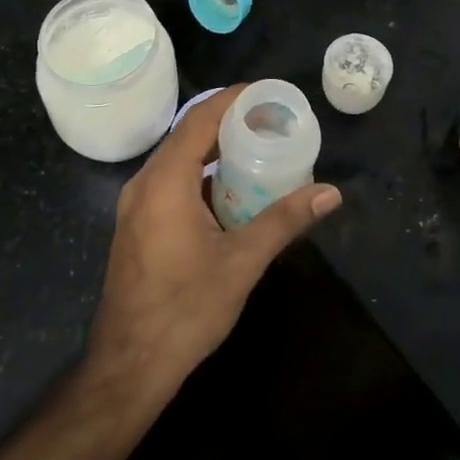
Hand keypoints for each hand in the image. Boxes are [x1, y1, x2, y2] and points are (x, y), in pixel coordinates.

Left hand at [86, 86, 341, 396]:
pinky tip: (230, 191)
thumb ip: (284, 221)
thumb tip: (330, 193)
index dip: (232, 99)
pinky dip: (200, 174)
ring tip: (256, 148)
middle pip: (187, 134)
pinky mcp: (137, 225)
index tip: (266, 92)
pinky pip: (170, 182)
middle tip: (270, 120)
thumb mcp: (242, 262)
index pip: (199, 119)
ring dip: (214, 149)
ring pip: (178, 159)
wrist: (128, 367)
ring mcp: (136, 205)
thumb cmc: (185, 310)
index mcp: (165, 181)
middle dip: (228, 122)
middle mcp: (144, 183)